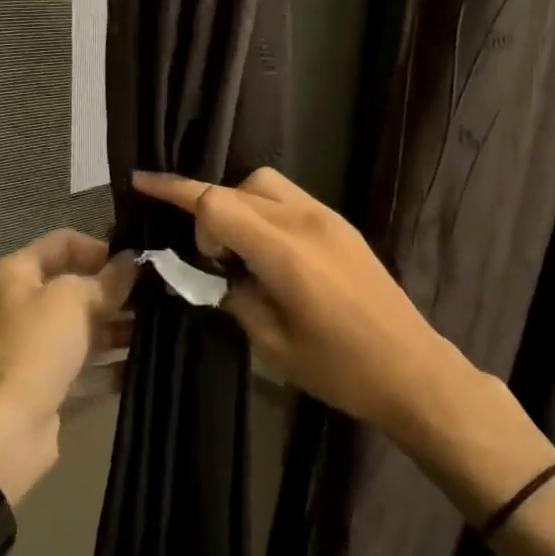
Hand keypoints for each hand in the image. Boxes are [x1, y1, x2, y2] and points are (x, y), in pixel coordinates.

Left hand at [0, 229, 135, 505]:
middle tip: (159, 293)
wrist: (7, 430)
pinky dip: (112, 365)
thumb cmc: (35, 348)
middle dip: (116, 291)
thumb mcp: (74, 300)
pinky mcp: (49, 384)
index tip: (137, 260)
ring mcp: (34, 347)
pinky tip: (147, 362)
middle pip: (76, 287)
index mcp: (16, 274)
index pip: (63, 243)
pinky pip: (87, 366)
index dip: (100, 247)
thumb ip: (108, 279)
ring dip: (120, 328)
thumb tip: (134, 260)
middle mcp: (22, 305)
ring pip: (85, 328)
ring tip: (162, 327)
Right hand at [132, 169, 465, 437]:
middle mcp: (305, 221)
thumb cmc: (340, 368)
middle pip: (238, 186)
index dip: (174, 191)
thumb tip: (211, 274)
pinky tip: (266, 253)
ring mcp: (328, 218)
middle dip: (209, 209)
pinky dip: (264, 212)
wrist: (413, 370)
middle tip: (208, 258)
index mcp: (284, 251)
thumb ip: (233, 296)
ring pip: (266, 185)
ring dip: (238, 204)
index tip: (142, 184)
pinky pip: (289, 200)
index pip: (216, 203)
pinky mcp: (342, 226)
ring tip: (236, 251)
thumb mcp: (272, 342)